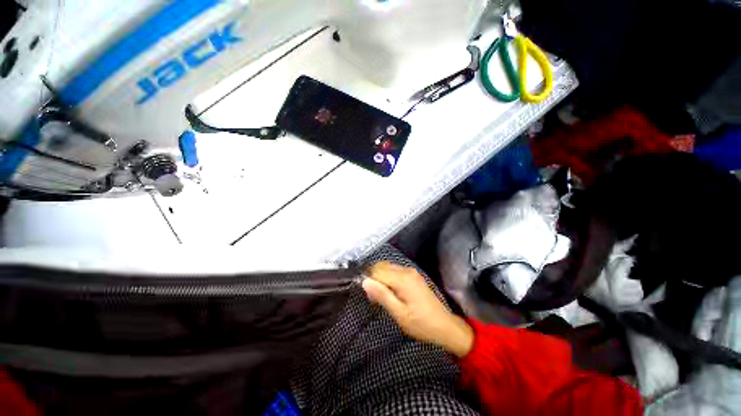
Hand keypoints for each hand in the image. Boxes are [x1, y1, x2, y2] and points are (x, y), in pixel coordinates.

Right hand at [362, 261, 473, 356]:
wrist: (444, 326)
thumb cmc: (421, 323)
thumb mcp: (399, 313)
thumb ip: (382, 295)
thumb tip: (364, 281)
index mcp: (402, 279)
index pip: (377, 271)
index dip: (369, 282)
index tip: (370, 298)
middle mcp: (406, 270)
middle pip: (381, 266)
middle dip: (374, 279)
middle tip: (375, 299)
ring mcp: (410, 271)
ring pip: (387, 268)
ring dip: (380, 279)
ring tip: (382, 297)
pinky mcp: (413, 275)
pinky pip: (394, 271)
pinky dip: (388, 278)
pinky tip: (390, 293)